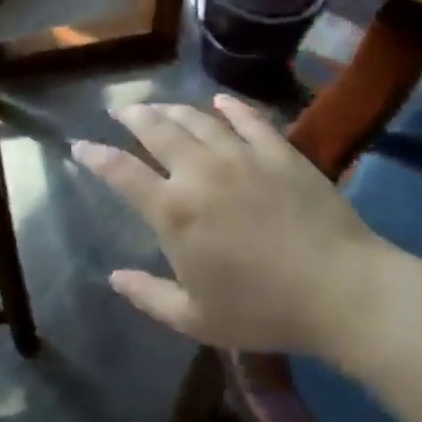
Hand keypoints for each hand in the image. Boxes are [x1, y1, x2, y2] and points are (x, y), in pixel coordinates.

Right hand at [72, 95, 384, 357]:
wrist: (341, 291)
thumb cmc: (264, 310)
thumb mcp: (196, 319)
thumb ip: (149, 296)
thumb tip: (114, 277)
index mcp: (173, 211)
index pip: (120, 172)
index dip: (95, 156)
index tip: (80, 145)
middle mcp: (199, 172)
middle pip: (156, 130)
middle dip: (132, 116)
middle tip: (119, 109)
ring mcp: (240, 156)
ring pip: (197, 119)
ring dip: (172, 109)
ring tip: (159, 105)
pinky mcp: (278, 152)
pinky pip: (248, 119)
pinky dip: (230, 107)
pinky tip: (220, 102)